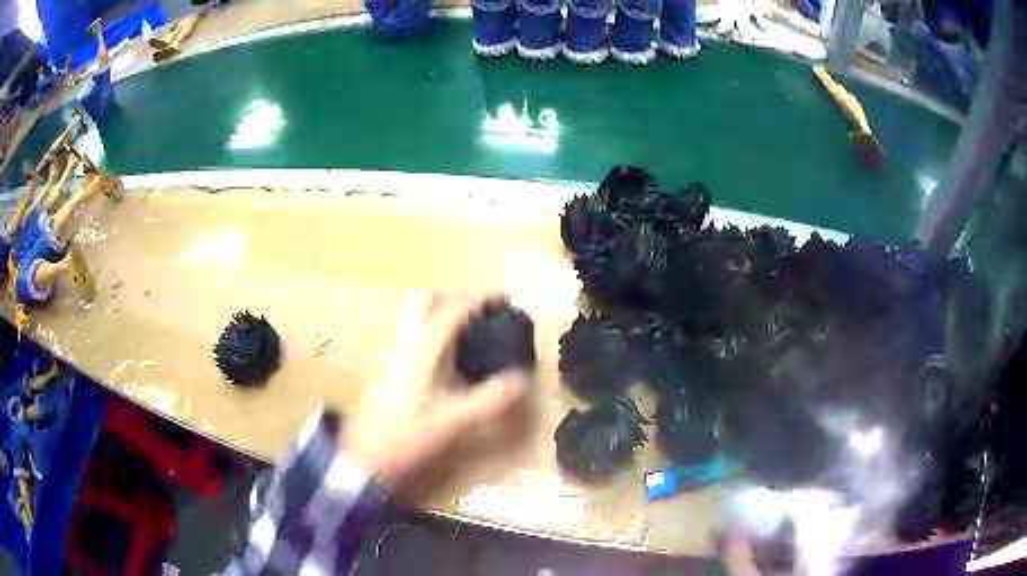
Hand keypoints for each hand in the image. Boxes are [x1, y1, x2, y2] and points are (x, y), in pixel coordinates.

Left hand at [348, 292, 531, 483]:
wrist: (365, 455)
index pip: (452, 311)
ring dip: (437, 311)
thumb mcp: (453, 420)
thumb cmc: (407, 435)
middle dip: (451, 296)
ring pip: (411, 315)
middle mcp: (403, 343)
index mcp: (422, 350)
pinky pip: (408, 333)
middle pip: (422, 300)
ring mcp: (390, 353)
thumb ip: (489, 399)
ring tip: (464, 330)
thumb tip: (523, 379)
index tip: (503, 298)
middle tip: (476, 310)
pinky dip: (428, 330)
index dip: (479, 299)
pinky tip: (441, 357)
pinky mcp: (385, 366)